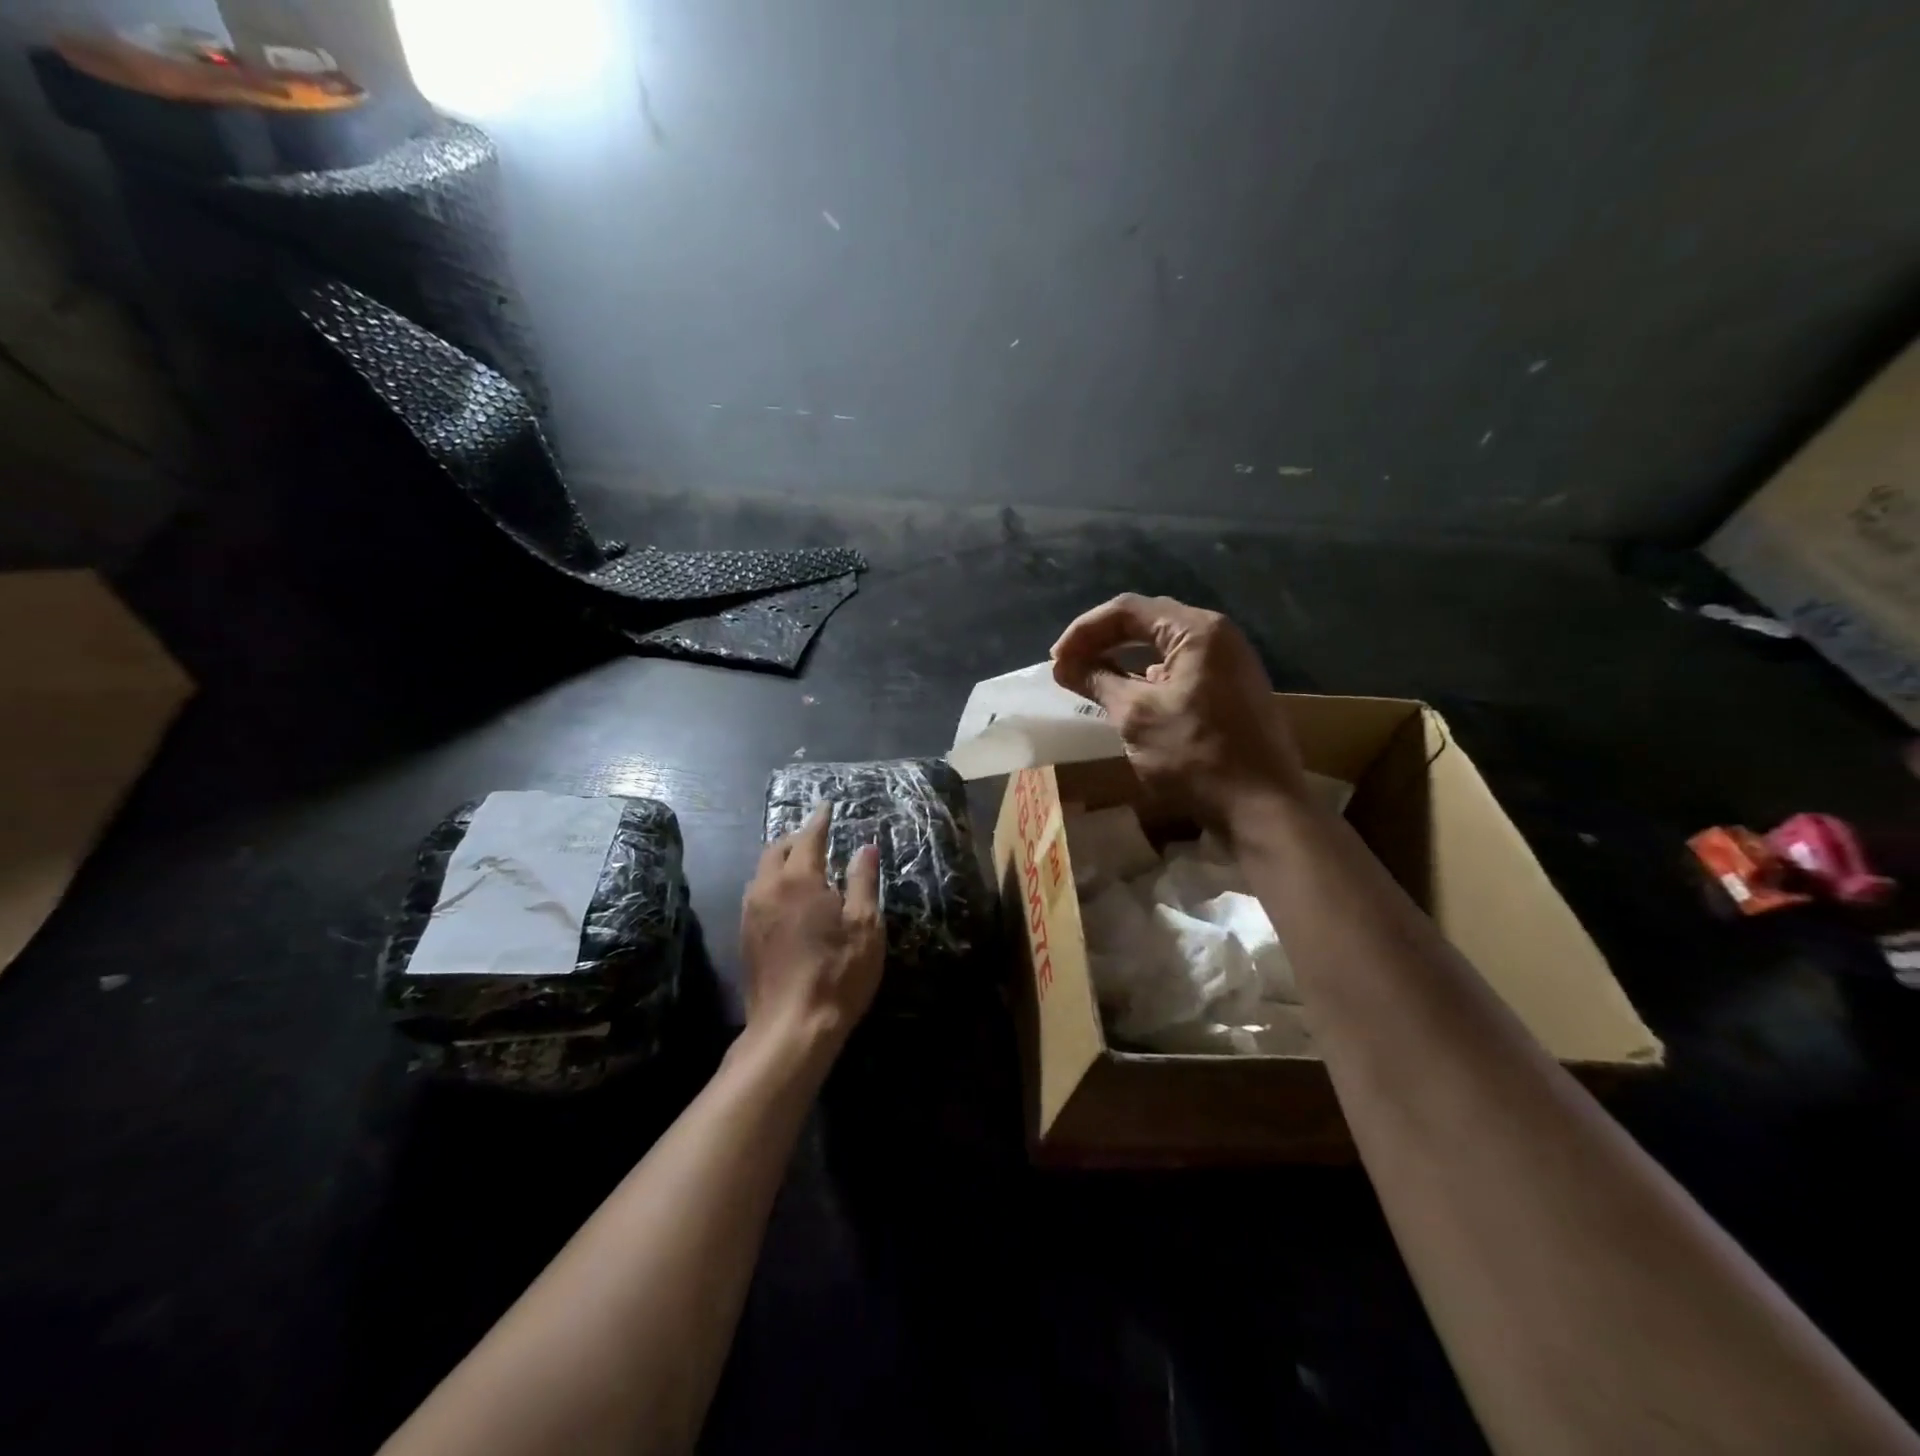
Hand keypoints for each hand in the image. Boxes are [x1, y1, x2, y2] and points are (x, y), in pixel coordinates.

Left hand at [740, 806, 884, 1063]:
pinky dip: (773, 884)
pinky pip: (757, 895)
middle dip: (796, 838)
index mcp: (799, 879)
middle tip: (816, 837)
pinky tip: (788, 899)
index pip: (808, 837)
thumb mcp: (865, 925)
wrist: (792, 1028)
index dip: (820, 820)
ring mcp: (751, 914)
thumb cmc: (838, 973)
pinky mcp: (745, 938)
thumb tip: (866, 847)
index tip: (826, 806)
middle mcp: (768, 889)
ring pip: (762, 873)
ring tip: (802, 865)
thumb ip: (864, 881)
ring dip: (781, 861)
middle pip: (776, 850)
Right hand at [1050, 593, 1308, 830]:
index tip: (1056, 659)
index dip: (1084, 631)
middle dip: (1102, 639)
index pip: (1127, 610)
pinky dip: (1149, 675)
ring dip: (1124, 657)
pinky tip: (1130, 694)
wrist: (1262, 808)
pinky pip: (1182, 667)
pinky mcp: (1233, 689)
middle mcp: (1219, 635)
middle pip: (1147, 621)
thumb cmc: (1195, 755)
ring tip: (1092, 677)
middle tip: (1069, 664)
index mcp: (1197, 630)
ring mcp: (1231, 663)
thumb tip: (1064, 666)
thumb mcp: (1136, 716)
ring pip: (1165, 645)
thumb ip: (1098, 681)